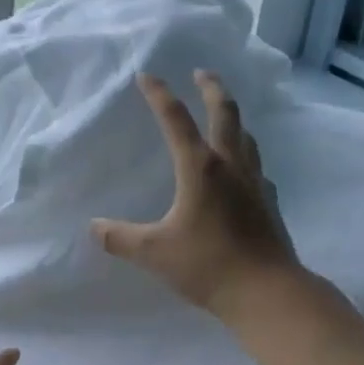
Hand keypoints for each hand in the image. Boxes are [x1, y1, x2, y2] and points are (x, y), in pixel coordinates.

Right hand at [91, 71, 300, 315]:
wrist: (267, 292)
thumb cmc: (208, 266)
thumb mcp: (154, 253)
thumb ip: (120, 238)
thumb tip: (94, 227)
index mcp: (200, 168)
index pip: (176, 119)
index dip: (159, 94)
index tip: (147, 75)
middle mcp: (231, 166)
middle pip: (225, 113)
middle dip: (211, 88)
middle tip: (201, 73)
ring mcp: (255, 183)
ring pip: (246, 136)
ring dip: (233, 118)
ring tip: (223, 115)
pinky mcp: (269, 203)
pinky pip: (257, 166)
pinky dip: (246, 155)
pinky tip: (242, 170)